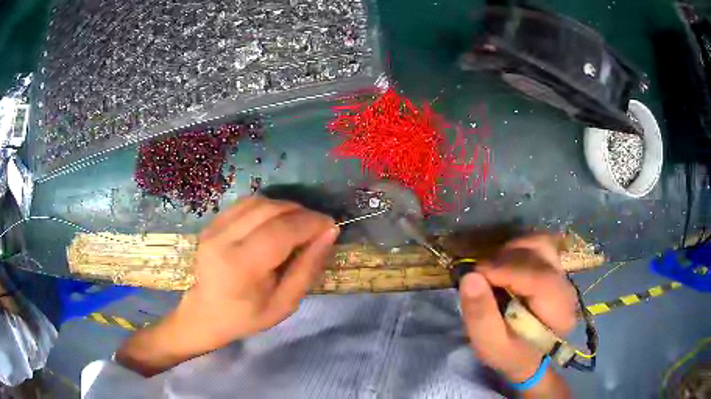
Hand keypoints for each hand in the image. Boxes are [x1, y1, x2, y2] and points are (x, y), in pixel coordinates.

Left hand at [178, 196, 338, 344]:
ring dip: (285, 207)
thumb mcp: (285, 303)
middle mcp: (224, 239)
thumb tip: (330, 233)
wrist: (206, 314)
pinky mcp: (212, 223)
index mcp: (242, 266)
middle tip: (317, 225)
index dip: (310, 223)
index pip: (282, 231)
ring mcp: (214, 228)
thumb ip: (307, 267)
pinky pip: (245, 204)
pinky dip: (267, 207)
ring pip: (258, 201)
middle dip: (301, 212)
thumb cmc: (247, 316)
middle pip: (270, 210)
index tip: (330, 225)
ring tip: (299, 222)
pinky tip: (275, 221)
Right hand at [459, 234, 576, 388]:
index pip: (538, 278)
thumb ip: (480, 315)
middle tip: (480, 276)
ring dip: (512, 251)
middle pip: (539, 255)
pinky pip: (539, 244)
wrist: (529, 355)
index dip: (505, 270)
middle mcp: (567, 287)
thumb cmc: (509, 354)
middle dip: (504, 260)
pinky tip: (505, 265)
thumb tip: (469, 276)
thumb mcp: (489, 344)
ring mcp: (563, 274)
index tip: (475, 274)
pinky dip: (518, 248)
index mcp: (558, 313)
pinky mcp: (556, 267)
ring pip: (540, 243)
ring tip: (493, 270)